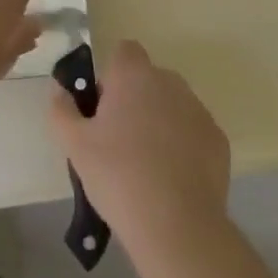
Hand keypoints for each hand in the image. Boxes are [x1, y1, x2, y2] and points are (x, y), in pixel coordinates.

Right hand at [47, 40, 230, 277]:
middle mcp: (170, 82)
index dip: (111, 76)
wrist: (176, 226)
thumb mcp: (75, 145)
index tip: (102, 109)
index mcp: (134, 75)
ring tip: (145, 165)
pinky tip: (171, 179)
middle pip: (147, 79)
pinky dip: (182, 145)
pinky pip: (193, 131)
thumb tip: (59, 89)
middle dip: (134, 100)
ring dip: (159, 121)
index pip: (124, 52)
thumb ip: (61, 109)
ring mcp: (198, 109)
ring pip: (172, 105)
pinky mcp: (217, 139)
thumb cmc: (118, 176)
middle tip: (117, 141)